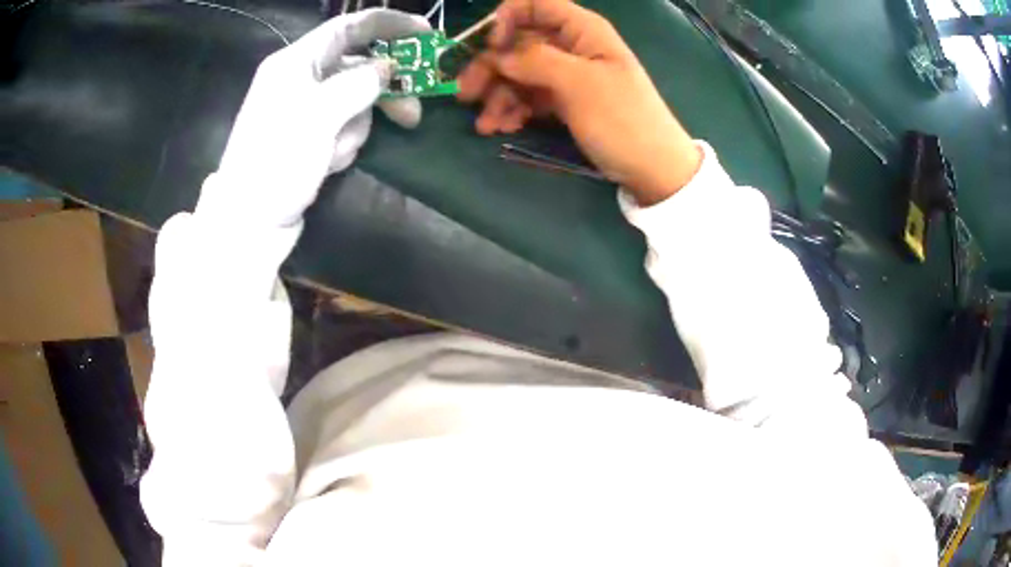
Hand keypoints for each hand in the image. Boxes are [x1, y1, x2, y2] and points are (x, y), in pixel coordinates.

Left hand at [206, 9, 430, 226]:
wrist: (249, 221)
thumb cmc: (277, 162)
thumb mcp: (319, 116)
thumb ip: (358, 84)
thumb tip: (386, 68)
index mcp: (295, 63)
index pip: (348, 28)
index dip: (388, 24)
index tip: (426, 33)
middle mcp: (301, 80)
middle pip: (357, 68)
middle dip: (381, 92)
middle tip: (411, 115)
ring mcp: (305, 110)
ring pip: (354, 102)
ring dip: (355, 128)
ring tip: (335, 154)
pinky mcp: (309, 136)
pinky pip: (343, 127)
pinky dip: (343, 144)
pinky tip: (327, 163)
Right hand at [456, 0, 701, 204]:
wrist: (653, 168)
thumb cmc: (623, 119)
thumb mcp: (580, 84)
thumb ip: (535, 61)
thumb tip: (497, 54)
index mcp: (582, 30)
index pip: (534, 5)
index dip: (507, 19)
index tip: (490, 48)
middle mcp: (570, 46)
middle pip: (518, 42)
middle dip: (490, 66)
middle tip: (465, 95)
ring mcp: (566, 74)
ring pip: (518, 72)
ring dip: (497, 95)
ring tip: (486, 125)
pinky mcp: (564, 100)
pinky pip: (528, 96)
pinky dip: (512, 109)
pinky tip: (502, 127)